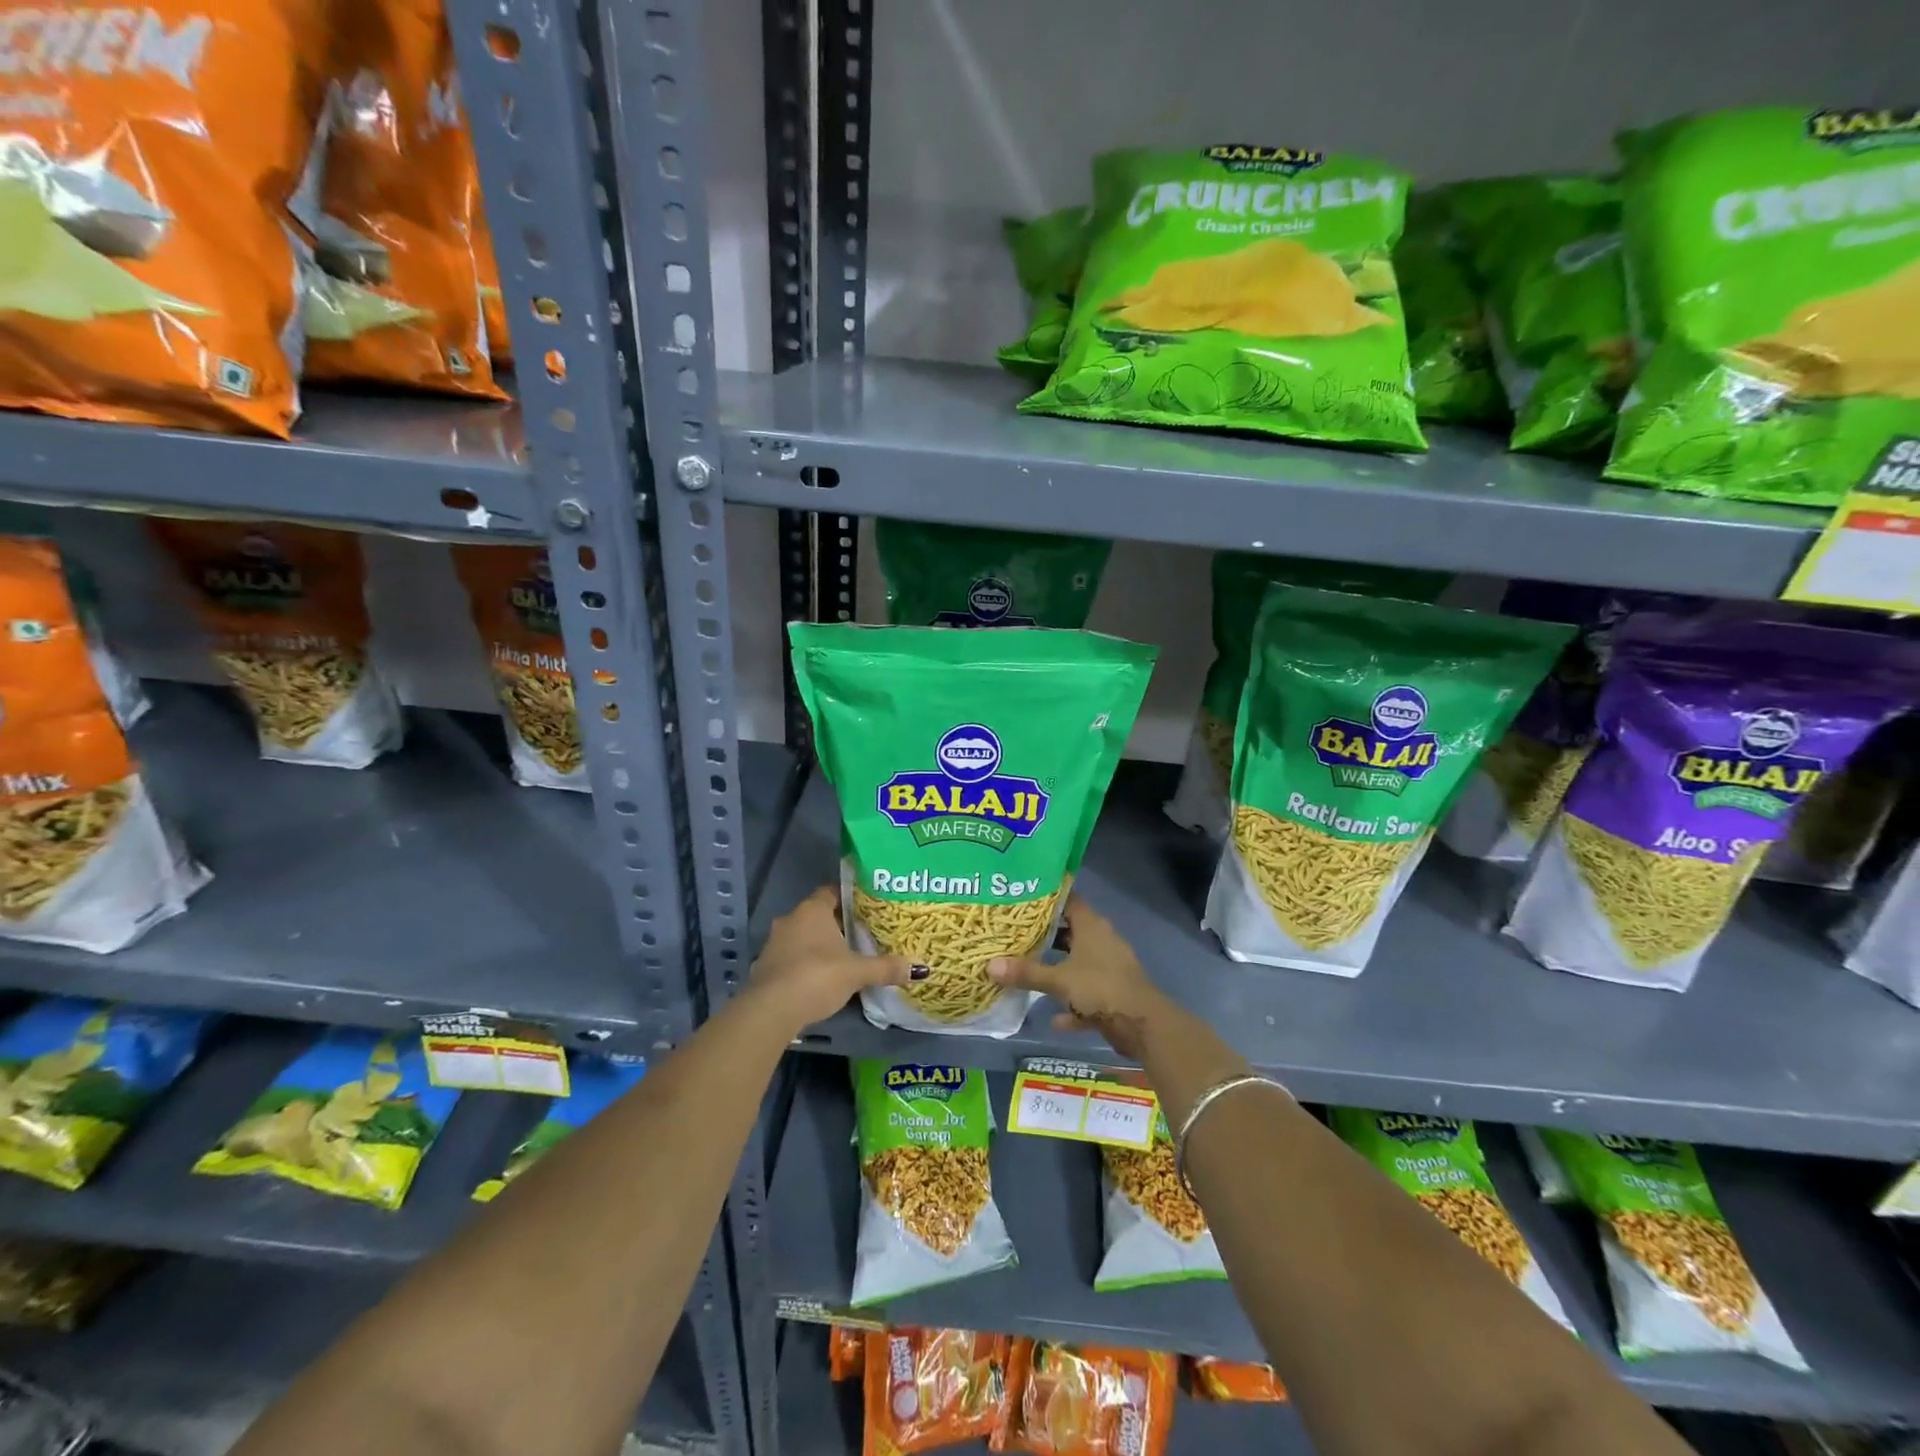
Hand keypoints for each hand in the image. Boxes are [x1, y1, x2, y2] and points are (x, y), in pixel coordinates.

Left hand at [750, 886, 913, 1030]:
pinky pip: (791, 957)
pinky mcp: (765, 967)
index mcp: (812, 910)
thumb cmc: (817, 976)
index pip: (832, 891)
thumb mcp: (857, 972)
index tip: (868, 905)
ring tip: (844, 957)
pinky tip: (821, 978)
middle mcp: (790, 919)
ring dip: (820, 945)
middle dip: (837, 924)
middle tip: (862, 933)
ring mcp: (774, 943)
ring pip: (803, 937)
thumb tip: (919, 968)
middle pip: (818, 915)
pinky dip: (805, 963)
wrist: (771, 1010)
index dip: (850, 897)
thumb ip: (885, 968)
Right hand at [987, 896, 1173, 1060]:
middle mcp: (1102, 941)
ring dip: (1059, 971)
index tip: (1022, 900)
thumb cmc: (1100, 988)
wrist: (1142, 1024)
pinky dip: (1073, 1005)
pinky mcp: (1113, 995)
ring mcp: (1110, 968)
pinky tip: (1055, 1019)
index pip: (1069, 900)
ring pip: (1079, 964)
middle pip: (1071, 932)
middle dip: (1047, 936)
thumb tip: (989, 965)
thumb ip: (1025, 972)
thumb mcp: (1058, 979)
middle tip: (1016, 935)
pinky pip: (1087, 996)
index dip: (1047, 899)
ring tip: (1029, 971)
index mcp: (1092, 926)